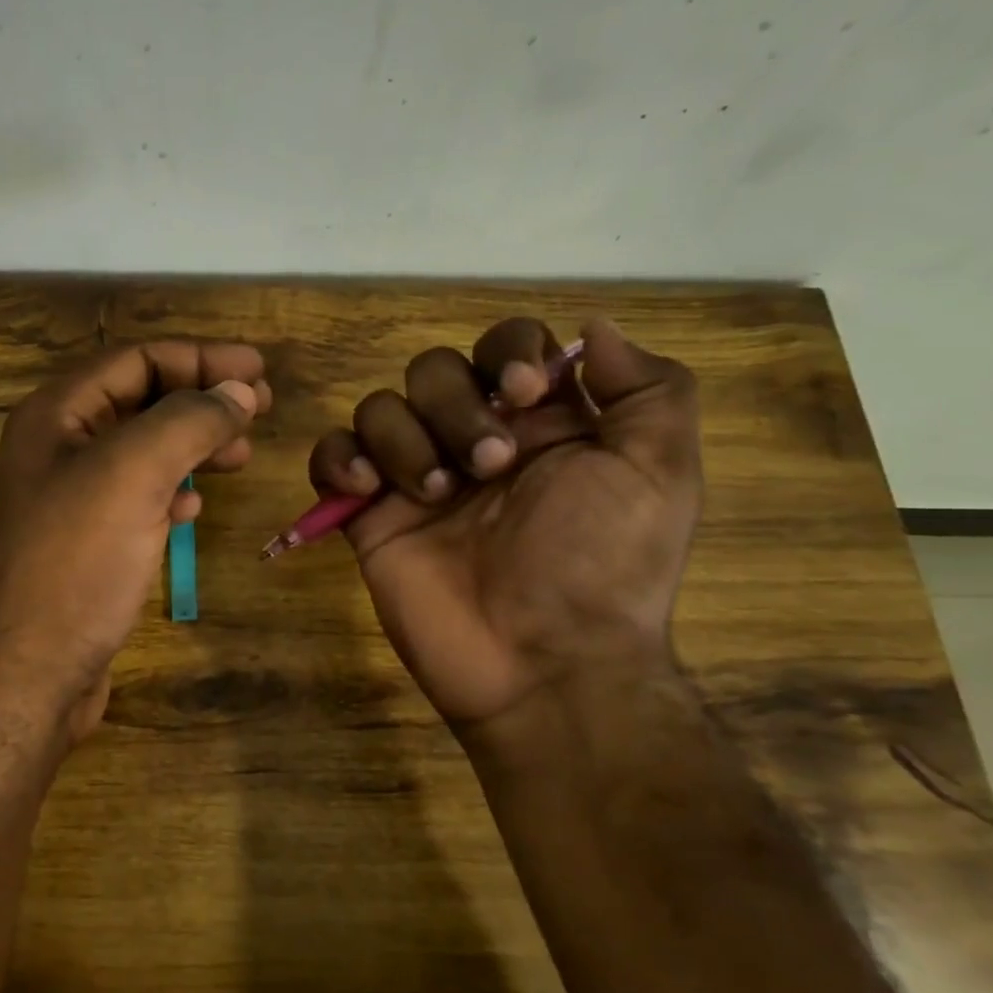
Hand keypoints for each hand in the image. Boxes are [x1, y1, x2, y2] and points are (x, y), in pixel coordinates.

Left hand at [0, 341, 270, 740]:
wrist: (21, 676)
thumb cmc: (73, 563)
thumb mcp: (132, 474)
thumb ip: (188, 420)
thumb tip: (238, 391)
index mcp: (57, 415)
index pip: (137, 360)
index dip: (201, 359)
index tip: (258, 371)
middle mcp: (57, 448)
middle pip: (141, 402)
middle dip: (201, 400)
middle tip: (260, 409)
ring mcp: (68, 500)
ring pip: (142, 452)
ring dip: (193, 445)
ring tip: (241, 455)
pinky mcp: (83, 546)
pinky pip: (135, 498)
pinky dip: (170, 491)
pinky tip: (194, 506)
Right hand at [308, 318, 700, 738]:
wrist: (543, 664)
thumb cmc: (604, 566)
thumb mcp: (660, 474)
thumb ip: (646, 388)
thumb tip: (594, 328)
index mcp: (540, 424)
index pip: (505, 346)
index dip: (507, 351)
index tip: (523, 392)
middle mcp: (473, 439)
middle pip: (433, 370)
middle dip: (456, 408)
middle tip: (490, 468)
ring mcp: (415, 477)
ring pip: (379, 407)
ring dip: (404, 439)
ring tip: (435, 496)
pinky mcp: (369, 516)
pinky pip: (332, 457)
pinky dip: (340, 460)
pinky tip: (366, 491)